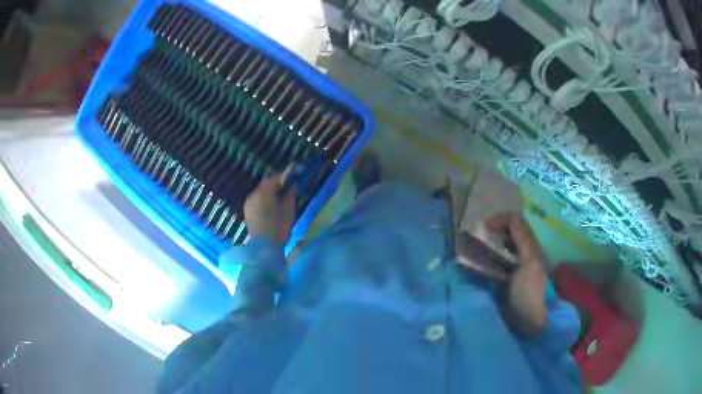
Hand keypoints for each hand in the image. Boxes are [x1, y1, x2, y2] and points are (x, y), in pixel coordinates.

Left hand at [244, 173, 296, 246]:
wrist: (263, 246)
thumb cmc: (279, 227)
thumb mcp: (289, 210)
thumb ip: (290, 195)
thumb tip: (292, 185)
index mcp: (265, 192)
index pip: (275, 178)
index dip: (284, 178)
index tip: (292, 179)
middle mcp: (254, 194)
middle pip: (265, 184)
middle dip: (275, 184)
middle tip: (286, 189)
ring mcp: (249, 202)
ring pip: (260, 192)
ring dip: (269, 192)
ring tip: (279, 199)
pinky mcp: (247, 211)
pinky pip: (256, 200)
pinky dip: (263, 200)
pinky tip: (270, 207)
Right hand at [486, 212, 547, 333]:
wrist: (529, 323)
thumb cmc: (531, 291)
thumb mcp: (530, 263)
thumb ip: (523, 239)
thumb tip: (512, 215)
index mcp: (531, 247)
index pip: (516, 223)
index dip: (502, 219)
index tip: (484, 226)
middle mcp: (522, 253)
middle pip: (508, 233)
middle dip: (493, 230)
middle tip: (477, 236)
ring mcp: (513, 268)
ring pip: (500, 247)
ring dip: (488, 244)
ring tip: (474, 247)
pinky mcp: (504, 280)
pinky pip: (494, 262)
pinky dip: (486, 258)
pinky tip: (477, 263)